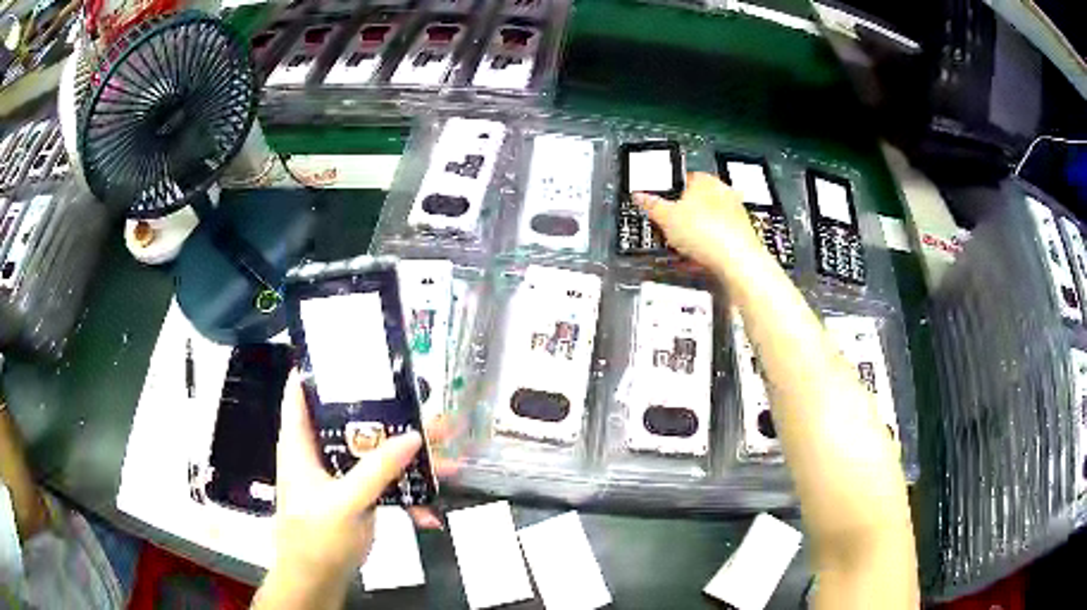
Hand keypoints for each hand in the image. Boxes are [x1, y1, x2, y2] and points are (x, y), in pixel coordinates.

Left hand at [271, 371, 421, 593]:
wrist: (319, 579)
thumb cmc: (315, 537)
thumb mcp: (345, 502)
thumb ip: (377, 470)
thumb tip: (413, 436)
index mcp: (301, 443)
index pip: (300, 392)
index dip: (319, 368)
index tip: (352, 351)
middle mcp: (320, 452)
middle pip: (353, 422)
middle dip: (390, 415)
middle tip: (428, 406)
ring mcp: (341, 476)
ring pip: (376, 453)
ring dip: (411, 457)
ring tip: (450, 454)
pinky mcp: (359, 496)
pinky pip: (386, 485)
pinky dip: (409, 496)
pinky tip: (430, 513)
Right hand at [633, 172, 763, 272]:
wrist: (737, 261)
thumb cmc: (706, 232)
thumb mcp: (666, 218)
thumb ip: (651, 205)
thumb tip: (640, 196)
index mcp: (704, 180)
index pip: (680, 180)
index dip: (666, 195)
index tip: (658, 209)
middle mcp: (723, 192)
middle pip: (694, 203)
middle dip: (680, 218)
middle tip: (667, 231)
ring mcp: (735, 213)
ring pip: (706, 222)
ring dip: (693, 234)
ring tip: (681, 250)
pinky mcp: (741, 234)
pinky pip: (717, 238)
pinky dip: (706, 247)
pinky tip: (697, 259)